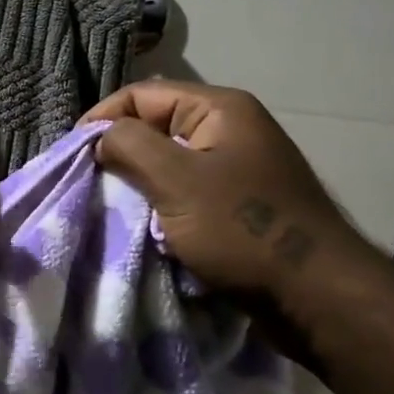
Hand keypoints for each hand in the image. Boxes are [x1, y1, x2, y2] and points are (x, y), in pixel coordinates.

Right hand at [83, 82, 391, 362]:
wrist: (319, 299)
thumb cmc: (244, 231)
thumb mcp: (177, 181)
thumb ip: (130, 146)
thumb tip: (102, 137)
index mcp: (219, 109)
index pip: (142, 94)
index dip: (103, 118)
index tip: (74, 154)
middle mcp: (230, 129)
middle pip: (155, 125)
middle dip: (120, 151)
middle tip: (89, 181)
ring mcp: (237, 168)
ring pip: (169, 162)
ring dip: (138, 182)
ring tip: (110, 204)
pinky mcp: (239, 204)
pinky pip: (186, 190)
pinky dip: (161, 204)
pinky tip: (144, 224)